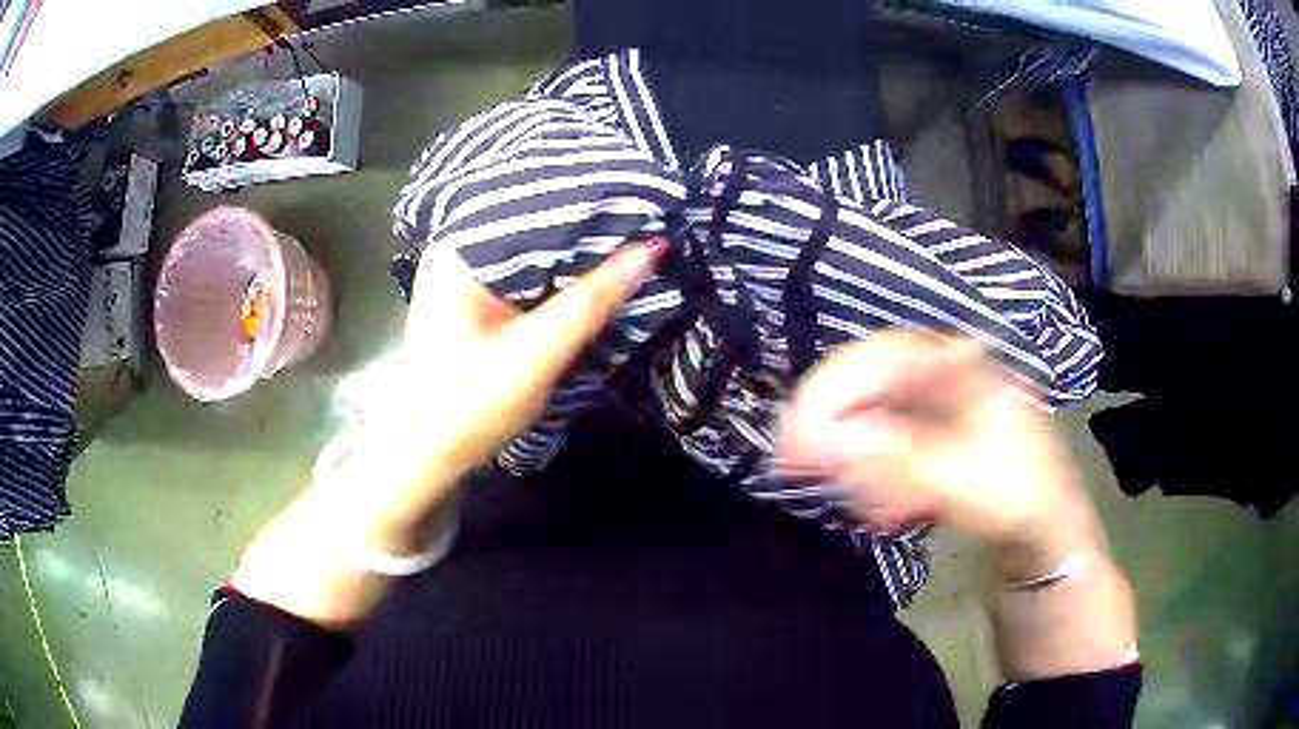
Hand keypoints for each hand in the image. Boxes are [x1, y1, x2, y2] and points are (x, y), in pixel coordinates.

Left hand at [232, 241, 662, 627]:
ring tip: (635, 236)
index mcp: (458, 252)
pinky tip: (600, 271)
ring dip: (578, 255)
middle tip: (649, 216)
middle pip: (535, 230)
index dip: (588, 205)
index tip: (642, 200)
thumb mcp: (534, 354)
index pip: (533, 210)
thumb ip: (590, 301)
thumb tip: (651, 249)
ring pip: (536, 254)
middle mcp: (460, 253)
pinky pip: (530, 277)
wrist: (430, 453)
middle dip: (587, 230)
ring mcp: (468, 277)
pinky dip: (562, 278)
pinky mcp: (480, 301)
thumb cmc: (469, 405)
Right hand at [779, 332, 1135, 680]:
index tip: (793, 436)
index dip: (829, 390)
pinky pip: (885, 442)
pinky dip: (871, 473)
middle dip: (830, 425)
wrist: (1048, 529)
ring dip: (851, 455)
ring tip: (854, 498)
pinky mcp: (931, 436)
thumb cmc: (1018, 496)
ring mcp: (937, 405)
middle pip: (867, 382)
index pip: (877, 357)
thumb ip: (893, 460)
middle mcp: (943, 373)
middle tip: (797, 467)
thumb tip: (818, 439)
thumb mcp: (961, 481)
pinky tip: (880, 505)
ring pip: (872, 414)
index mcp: (958, 366)